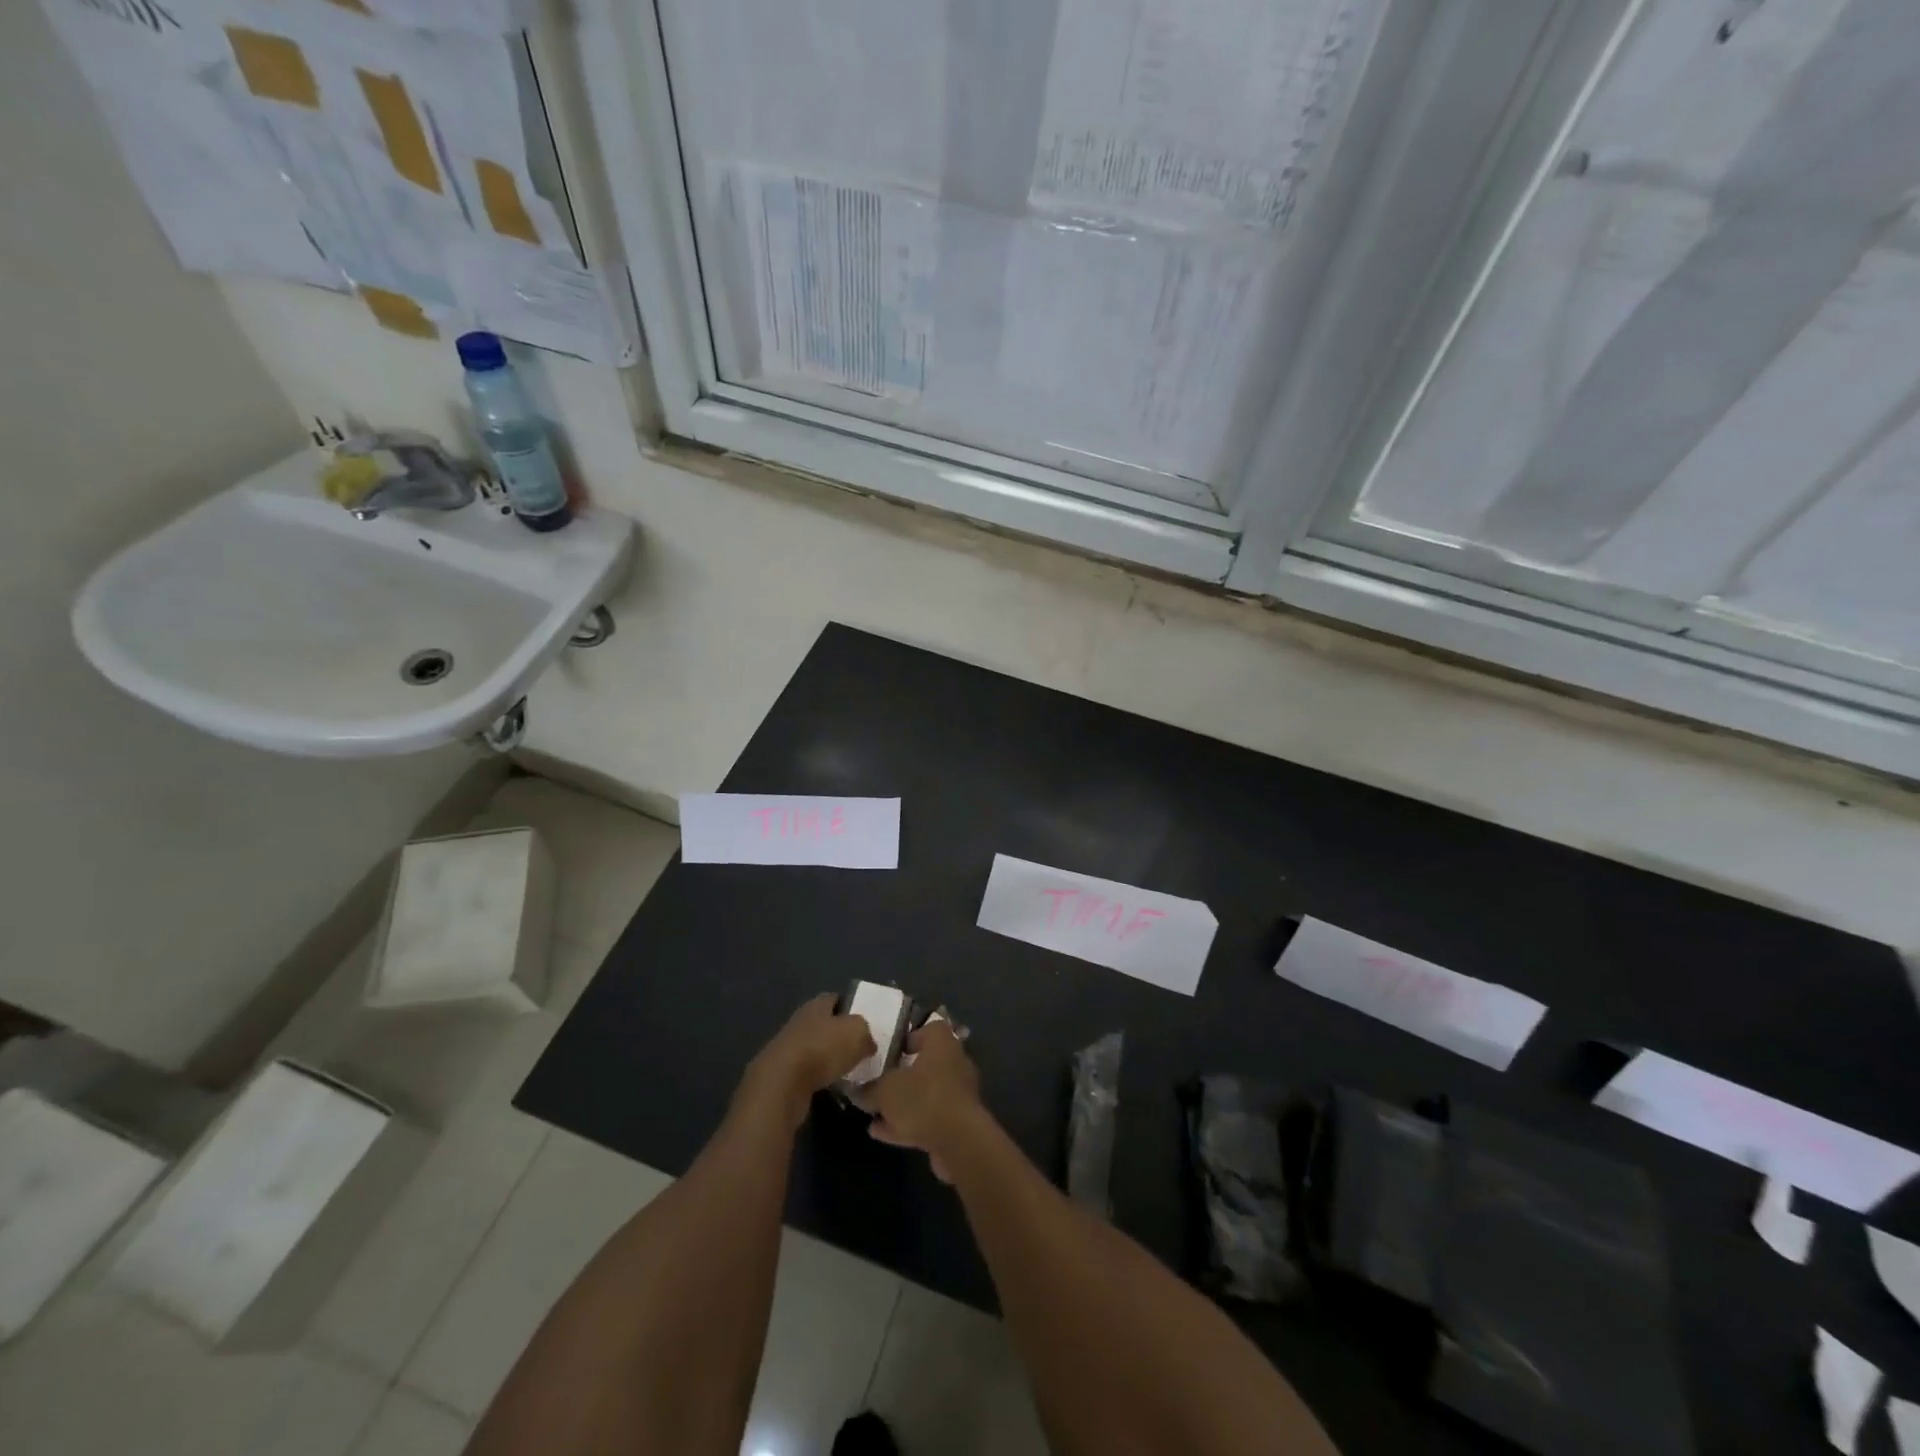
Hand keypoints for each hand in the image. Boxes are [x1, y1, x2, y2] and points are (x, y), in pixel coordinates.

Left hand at [736, 994, 874, 1132]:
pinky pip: (807, 1073)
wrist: (781, 1086)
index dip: (850, 1007)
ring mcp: (787, 1049)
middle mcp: (799, 1022)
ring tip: (849, 1071)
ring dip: (829, 1059)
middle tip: (861, 1048)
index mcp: (816, 1005)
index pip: (835, 999)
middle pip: (824, 1024)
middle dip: (840, 1035)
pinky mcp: (781, 1075)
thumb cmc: (821, 1049)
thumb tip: (867, 1042)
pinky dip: (819, 1078)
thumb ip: (866, 1033)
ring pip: (815, 1049)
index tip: (866, 1020)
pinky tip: (832, 1087)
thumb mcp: (857, 1033)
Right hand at [861, 1018, 984, 1181]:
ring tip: (874, 1113)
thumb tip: (857, 1091)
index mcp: (942, 1043)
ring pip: (925, 1093)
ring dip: (902, 1103)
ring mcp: (958, 1094)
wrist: (959, 1142)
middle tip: (878, 1083)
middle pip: (926, 1063)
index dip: (909, 1037)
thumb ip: (869, 1089)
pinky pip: (928, 1117)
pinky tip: (881, 1133)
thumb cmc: (922, 1099)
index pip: (929, 1028)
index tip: (890, 1051)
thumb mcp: (885, 1091)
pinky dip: (907, 1123)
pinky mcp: (957, 1123)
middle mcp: (955, 1063)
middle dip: (902, 1075)